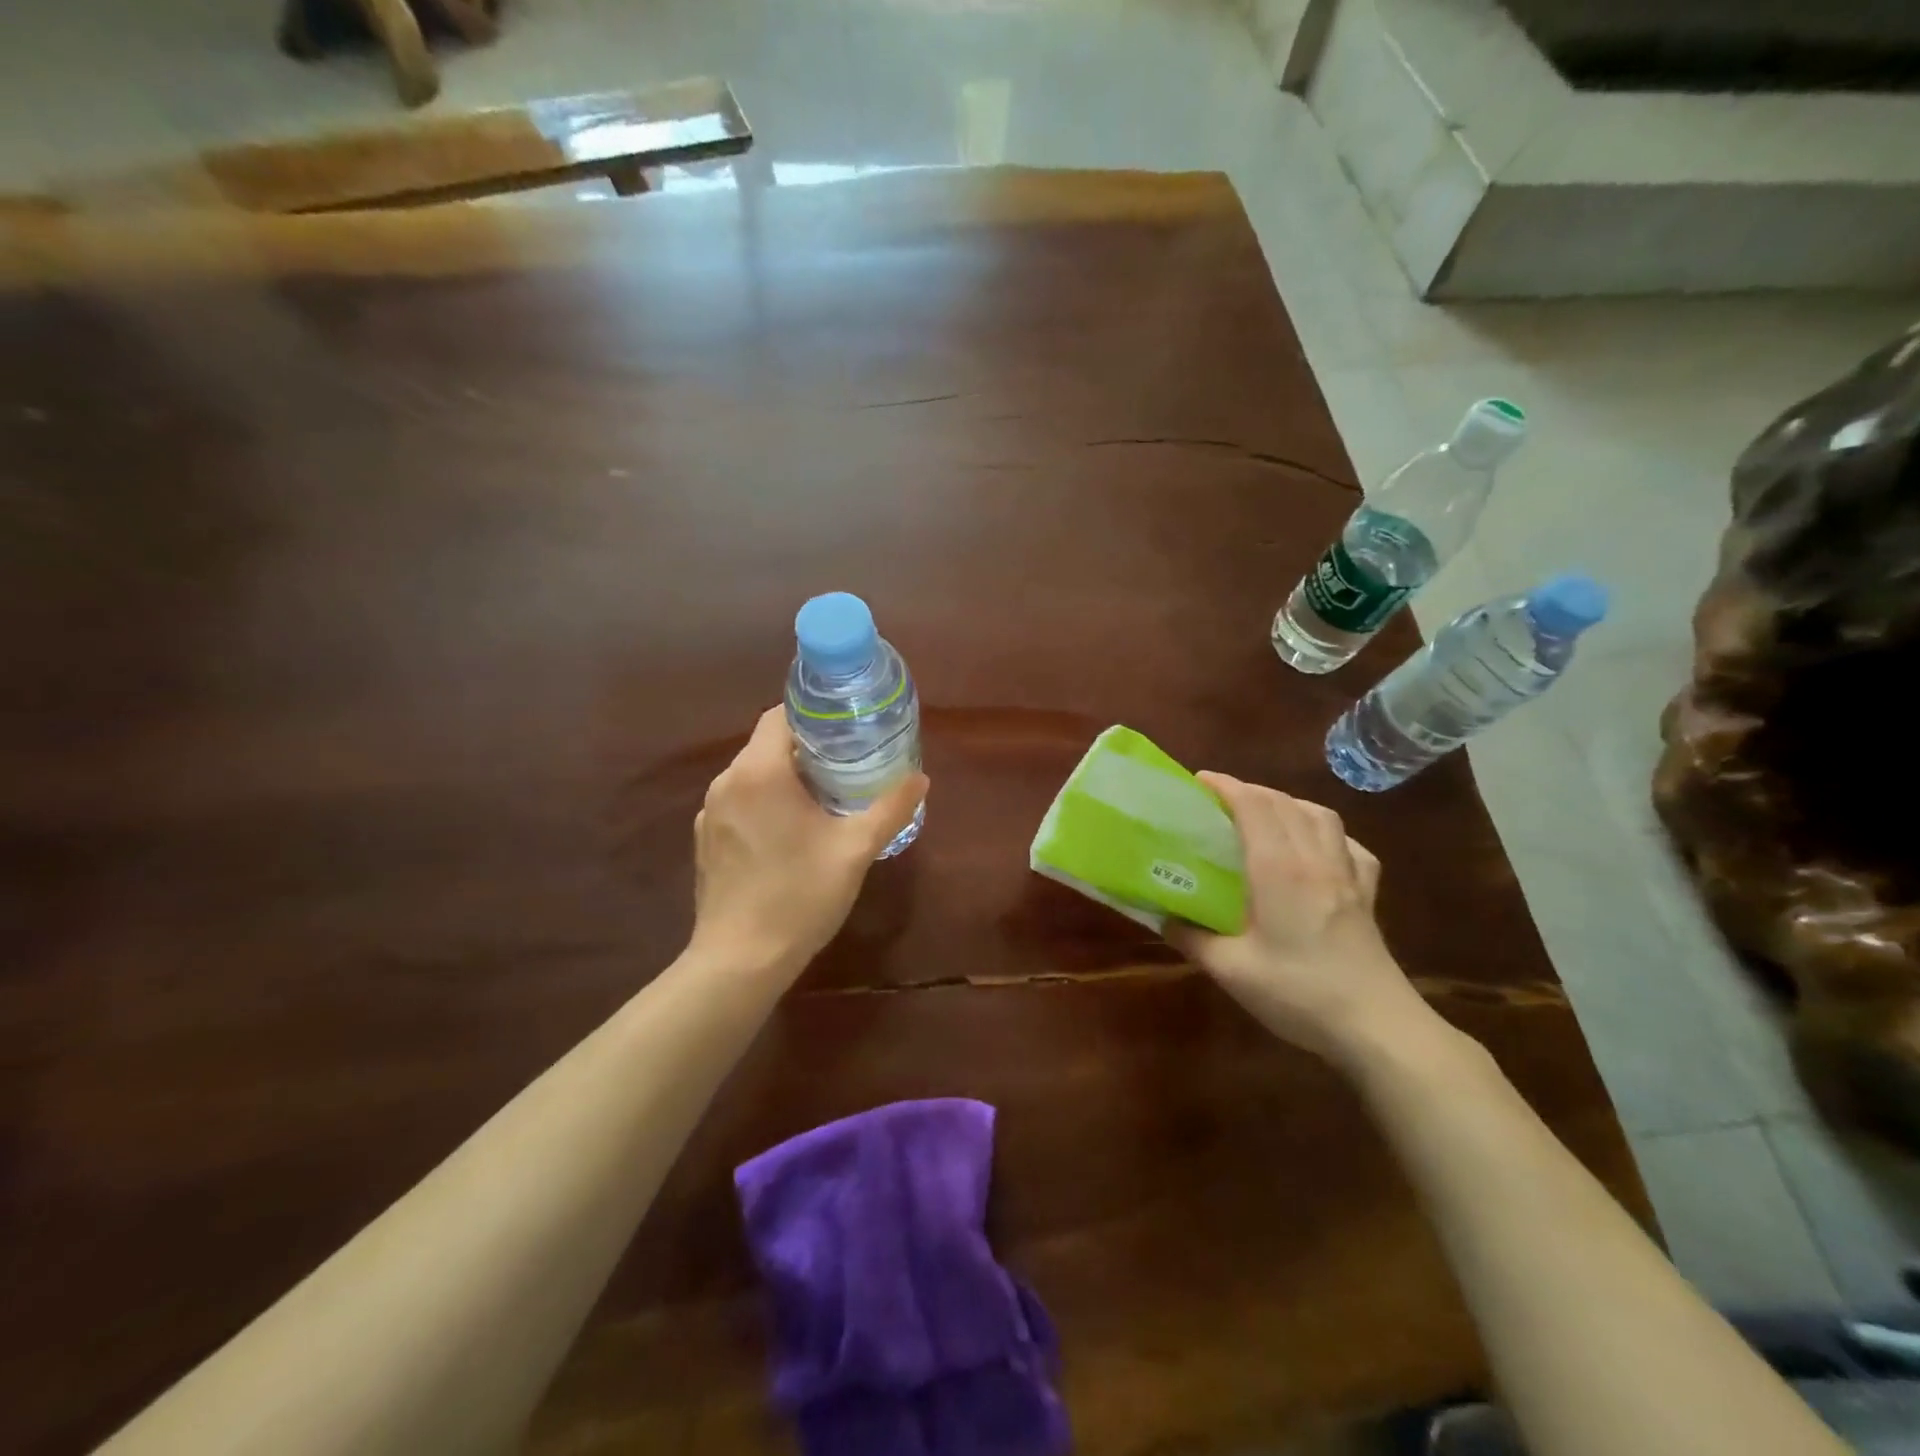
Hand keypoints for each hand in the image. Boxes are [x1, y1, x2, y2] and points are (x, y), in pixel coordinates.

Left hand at [689, 707, 927, 979]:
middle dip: (807, 749)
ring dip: (786, 778)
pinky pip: (740, 803)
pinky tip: (790, 832)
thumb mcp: (855, 849)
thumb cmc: (799, 896)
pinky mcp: (705, 840)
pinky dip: (765, 803)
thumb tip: (920, 778)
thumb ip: (890, 808)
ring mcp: (709, 812)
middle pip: (768, 745)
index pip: (780, 715)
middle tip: (849, 763)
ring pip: (753, 775)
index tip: (847, 728)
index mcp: (759, 772)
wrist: (739, 961)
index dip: (814, 715)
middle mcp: (726, 782)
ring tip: (825, 797)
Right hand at [1167, 773, 1428, 1064]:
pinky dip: (1326, 833)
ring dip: (1287, 804)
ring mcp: (1347, 874)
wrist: (1377, 1027)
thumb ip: (1192, 939)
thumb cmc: (1299, 992)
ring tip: (1264, 816)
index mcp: (1278, 868)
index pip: (1252, 805)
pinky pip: (1348, 845)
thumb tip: (1163, 918)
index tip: (1197, 782)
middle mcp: (1313, 858)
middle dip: (1248, 791)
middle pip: (1283, 802)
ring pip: (1319, 815)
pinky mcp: (1367, 894)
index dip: (1225, 786)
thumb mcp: (1231, 970)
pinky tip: (1316, 849)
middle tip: (1218, 802)